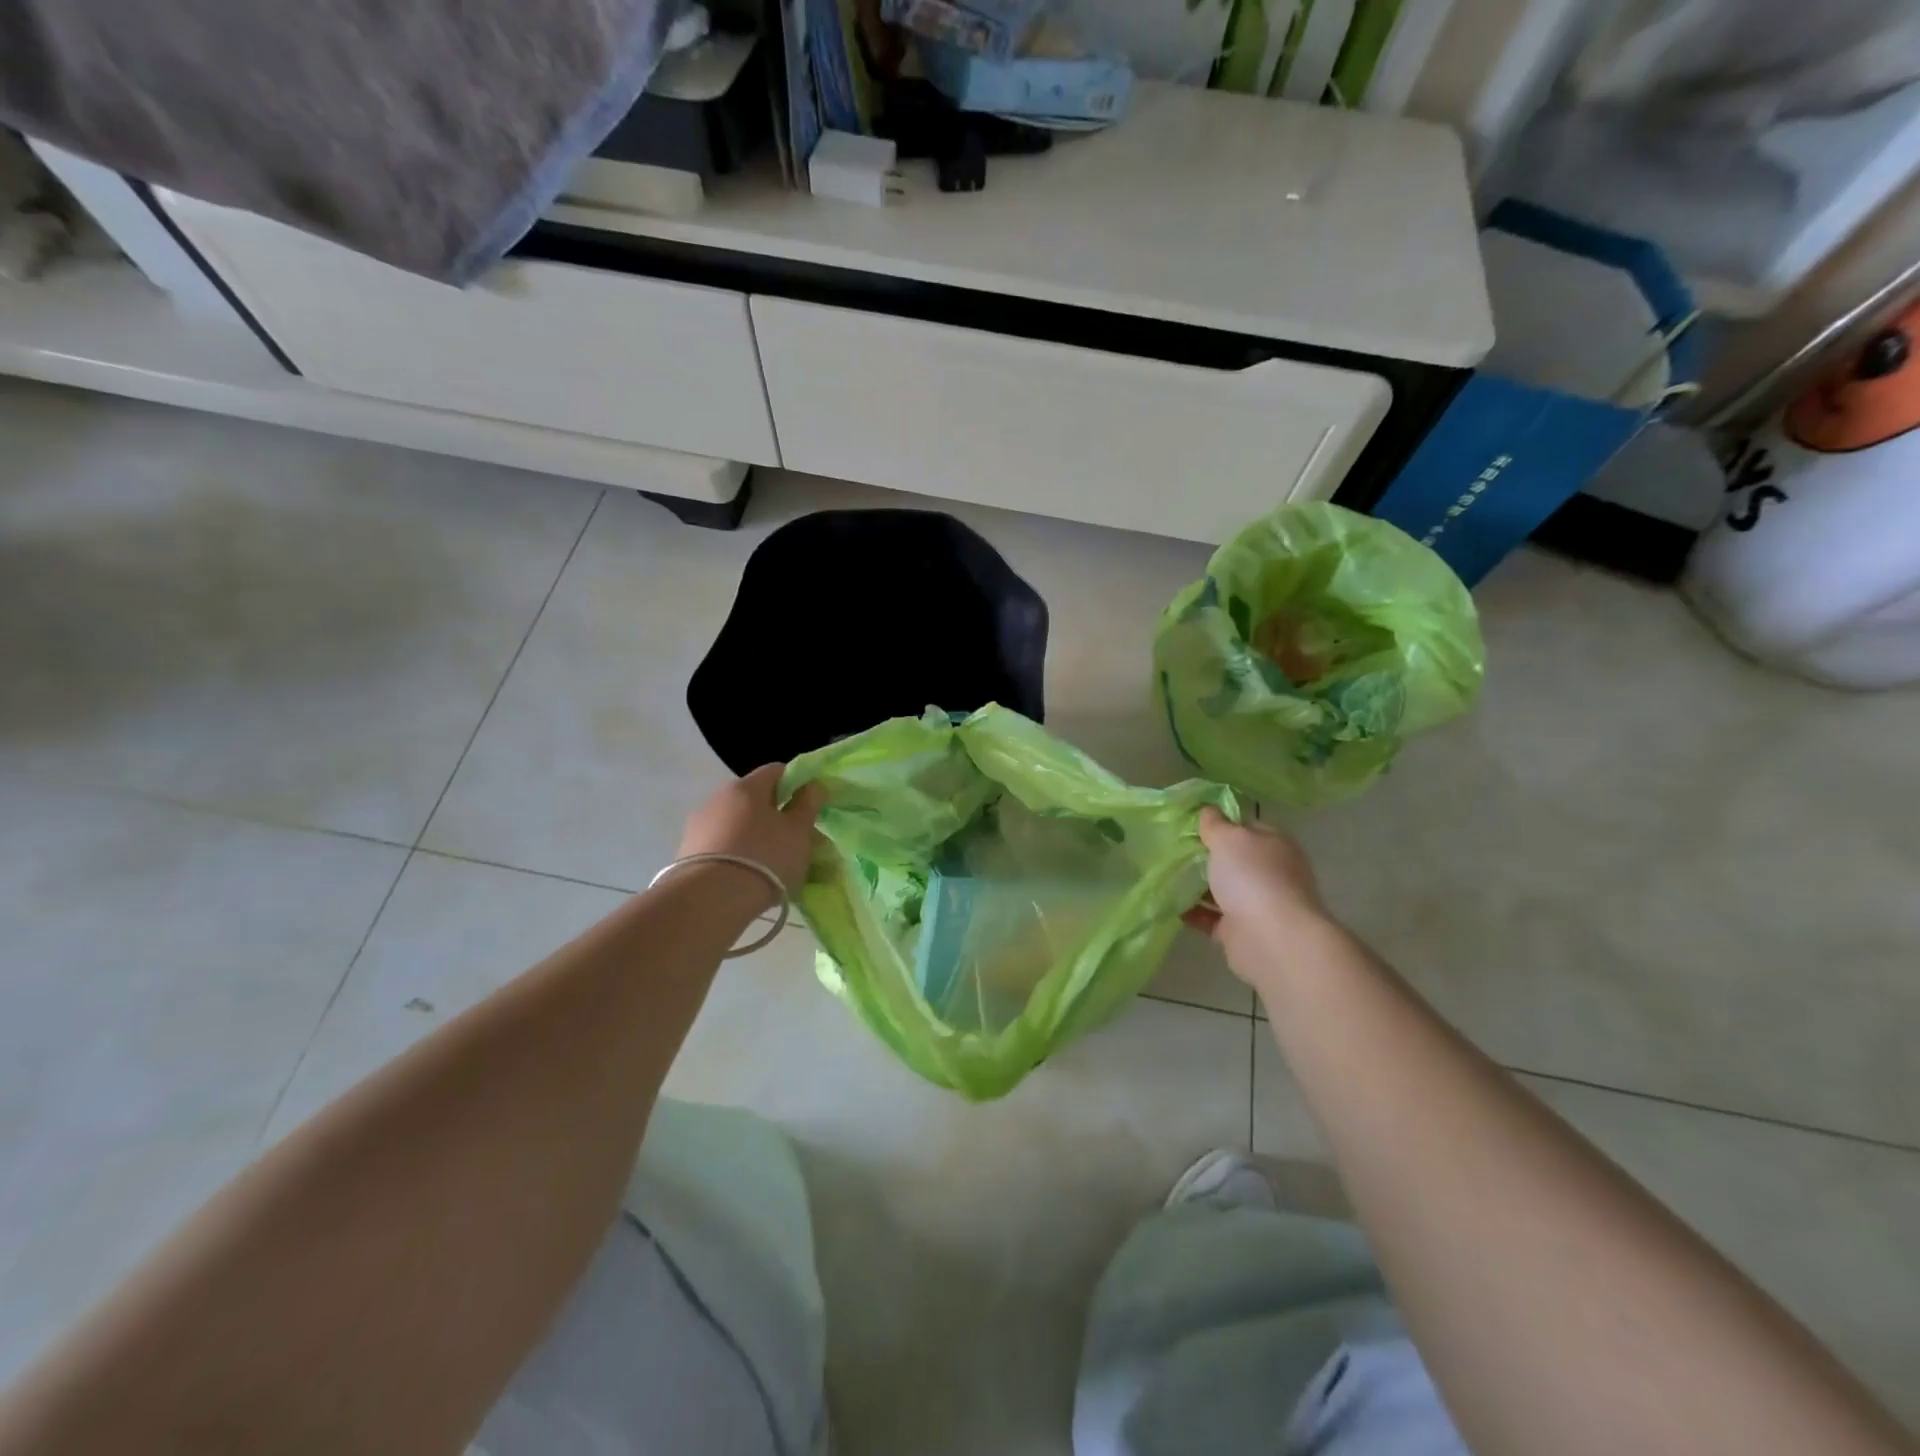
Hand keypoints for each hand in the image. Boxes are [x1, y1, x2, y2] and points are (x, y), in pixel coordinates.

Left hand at [678, 765, 823, 897]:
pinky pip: (723, 846)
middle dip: (779, 817)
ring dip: (758, 837)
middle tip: (797, 842)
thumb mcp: (799, 831)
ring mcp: (699, 826)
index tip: (811, 807)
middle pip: (756, 800)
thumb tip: (812, 785)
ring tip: (775, 866)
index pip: (777, 770)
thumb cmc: (765, 858)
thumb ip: (808, 804)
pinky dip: (739, 855)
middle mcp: (718, 798)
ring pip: (739, 825)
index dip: (798, 784)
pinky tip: (750, 878)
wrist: (709, 901)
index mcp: (746, 787)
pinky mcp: (687, 853)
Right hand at [1184, 808, 1332, 984]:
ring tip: (1165, 874)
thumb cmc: (1252, 877)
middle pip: (1233, 860)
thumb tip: (1208, 811)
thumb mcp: (1229, 838)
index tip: (1191, 823)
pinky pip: (1211, 917)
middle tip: (1172, 848)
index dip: (1221, 823)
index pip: (1247, 827)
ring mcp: (1256, 904)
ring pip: (1221, 889)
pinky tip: (1170, 904)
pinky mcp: (1239, 932)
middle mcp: (1269, 873)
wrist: (1271, 939)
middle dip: (1205, 855)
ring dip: (1196, 885)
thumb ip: (1215, 824)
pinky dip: (1193, 911)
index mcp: (1274, 845)